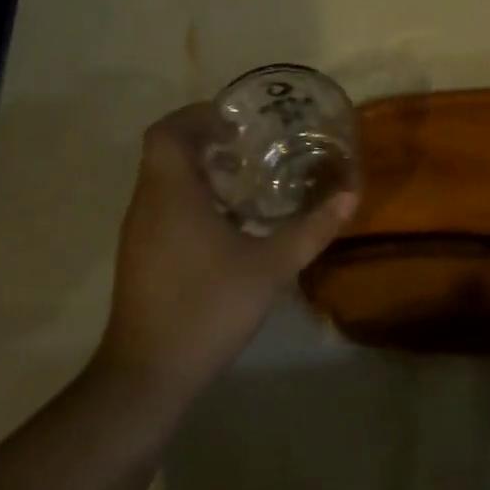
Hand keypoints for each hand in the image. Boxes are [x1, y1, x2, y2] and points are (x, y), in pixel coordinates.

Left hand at [97, 104, 356, 400]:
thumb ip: (312, 229)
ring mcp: (139, 233)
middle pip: (165, 153)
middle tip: (249, 147)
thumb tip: (350, 196)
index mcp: (171, 194)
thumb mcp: (272, 266)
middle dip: (204, 141)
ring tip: (245, 182)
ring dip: (199, 172)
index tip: (235, 121)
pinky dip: (192, 200)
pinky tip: (229, 226)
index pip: (168, 132)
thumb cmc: (208, 306)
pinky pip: (163, 208)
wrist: (150, 372)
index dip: (198, 116)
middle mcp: (147, 204)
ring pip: (163, 182)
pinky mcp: (140, 257)